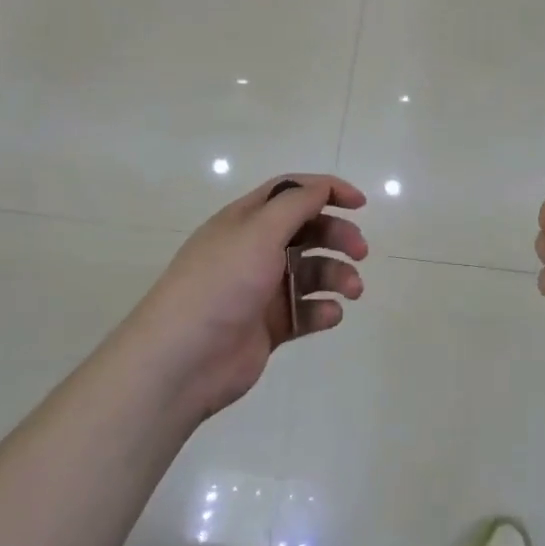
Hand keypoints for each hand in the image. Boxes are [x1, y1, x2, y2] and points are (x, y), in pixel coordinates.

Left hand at [126, 174, 367, 419]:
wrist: (183, 359)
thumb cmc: (222, 283)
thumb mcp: (258, 231)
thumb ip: (295, 205)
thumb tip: (322, 186)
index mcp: (245, 221)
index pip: (291, 193)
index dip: (326, 191)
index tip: (360, 203)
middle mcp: (254, 250)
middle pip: (307, 231)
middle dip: (338, 236)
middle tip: (361, 251)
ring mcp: (262, 289)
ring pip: (311, 272)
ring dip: (337, 275)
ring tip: (352, 291)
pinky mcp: (269, 326)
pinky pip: (305, 311)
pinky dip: (323, 310)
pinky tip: (330, 315)